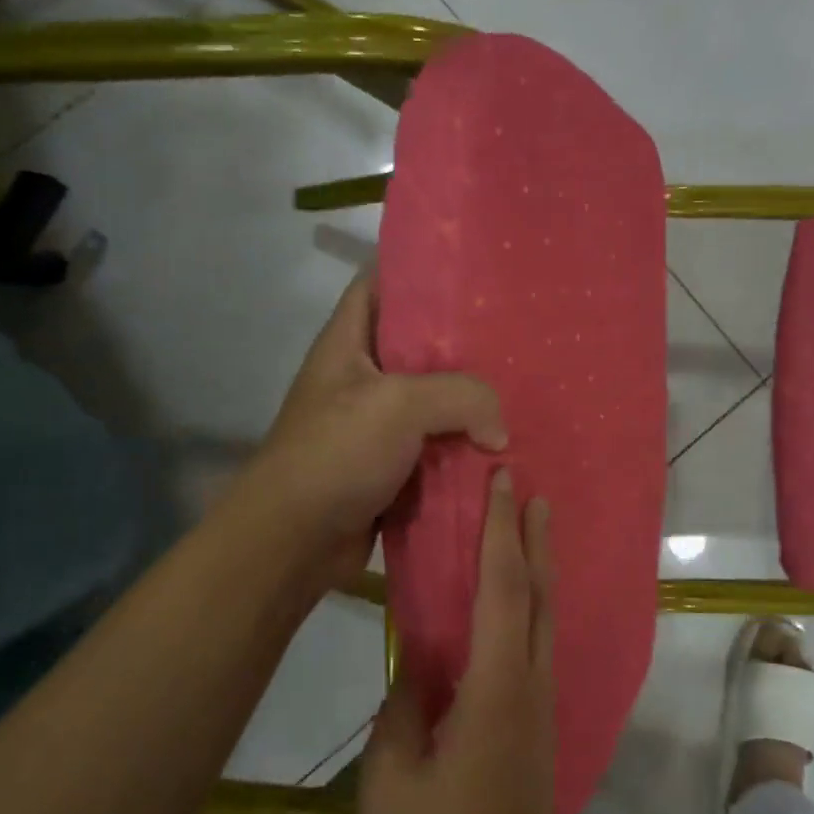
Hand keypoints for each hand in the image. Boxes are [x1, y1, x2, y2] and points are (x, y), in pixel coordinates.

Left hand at [243, 271, 506, 577]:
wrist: (294, 541)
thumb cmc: (336, 453)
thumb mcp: (399, 406)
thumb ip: (461, 397)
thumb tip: (499, 434)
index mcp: (348, 343)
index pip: (378, 285)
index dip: (417, 272)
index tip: (469, 272)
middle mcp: (361, 377)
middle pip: (416, 346)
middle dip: (462, 344)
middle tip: (513, 336)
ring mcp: (375, 424)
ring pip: (432, 400)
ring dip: (469, 403)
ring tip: (520, 389)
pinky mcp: (390, 466)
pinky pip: (435, 446)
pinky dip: (463, 448)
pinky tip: (502, 445)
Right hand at [353, 468, 556, 813]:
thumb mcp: (391, 777)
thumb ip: (405, 706)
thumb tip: (417, 662)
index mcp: (495, 690)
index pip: (502, 591)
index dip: (501, 533)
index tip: (502, 486)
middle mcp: (529, 689)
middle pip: (537, 597)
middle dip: (534, 540)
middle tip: (530, 493)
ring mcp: (537, 714)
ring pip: (543, 623)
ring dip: (537, 572)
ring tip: (530, 533)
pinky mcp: (533, 736)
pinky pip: (535, 651)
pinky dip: (529, 611)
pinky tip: (513, 612)